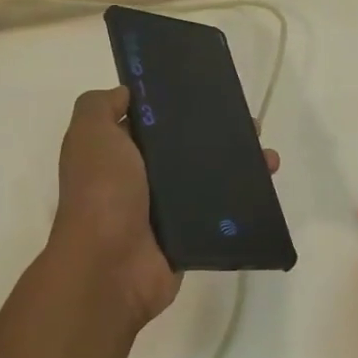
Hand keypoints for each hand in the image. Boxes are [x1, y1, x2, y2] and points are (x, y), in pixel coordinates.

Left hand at [48, 86, 278, 332]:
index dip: (178, 104)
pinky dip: (245, 196)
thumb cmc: (103, 193)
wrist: (111, 266)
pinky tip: (267, 180)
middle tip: (251, 125)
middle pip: (187, 147)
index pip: (152, 121)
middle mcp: (141, 178)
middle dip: (219, 133)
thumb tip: (127, 92)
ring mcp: (167, 208)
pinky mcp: (191, 233)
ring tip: (267, 155)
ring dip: (240, 163)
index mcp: (118, 153)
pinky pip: (221, 209)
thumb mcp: (90, 136)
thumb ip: (99, 106)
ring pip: (210, 177)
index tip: (209, 91)